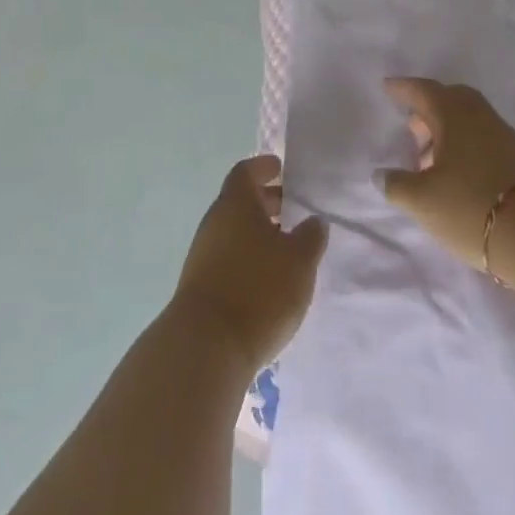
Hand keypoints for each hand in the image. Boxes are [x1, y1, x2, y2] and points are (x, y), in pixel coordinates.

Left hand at [172, 155, 327, 373]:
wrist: (207, 347)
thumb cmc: (258, 289)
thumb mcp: (299, 261)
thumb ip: (310, 236)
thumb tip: (313, 221)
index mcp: (235, 203)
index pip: (246, 172)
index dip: (263, 167)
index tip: (280, 168)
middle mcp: (215, 221)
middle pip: (240, 201)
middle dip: (266, 202)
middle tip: (293, 208)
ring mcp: (203, 254)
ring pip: (235, 231)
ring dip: (259, 233)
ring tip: (288, 247)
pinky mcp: (201, 285)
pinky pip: (229, 257)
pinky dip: (249, 256)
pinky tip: (269, 277)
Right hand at [379, 78, 514, 268]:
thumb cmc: (471, 207)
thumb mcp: (422, 200)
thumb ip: (396, 184)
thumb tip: (380, 174)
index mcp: (454, 114)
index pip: (424, 91)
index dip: (404, 88)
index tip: (388, 87)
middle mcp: (480, 116)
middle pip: (451, 100)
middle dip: (429, 109)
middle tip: (411, 127)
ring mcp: (504, 137)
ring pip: (469, 121)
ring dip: (447, 132)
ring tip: (429, 161)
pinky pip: (483, 140)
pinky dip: (465, 147)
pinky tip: (456, 175)